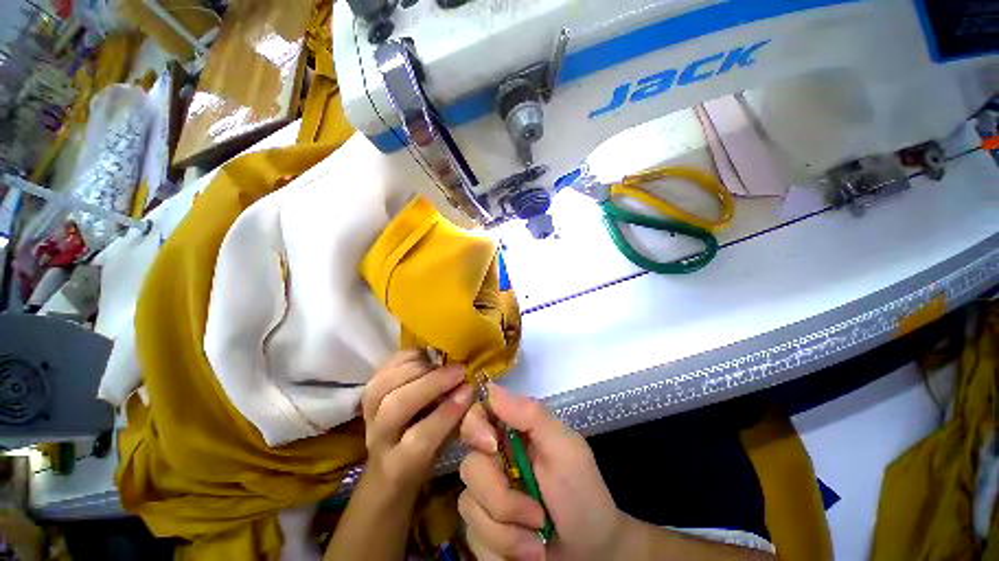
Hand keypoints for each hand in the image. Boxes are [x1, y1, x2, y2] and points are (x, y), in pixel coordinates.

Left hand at [361, 349, 473, 493]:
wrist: (391, 456)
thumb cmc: (427, 455)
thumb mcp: (449, 448)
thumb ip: (464, 427)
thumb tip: (485, 413)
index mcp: (399, 464)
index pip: (419, 440)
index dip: (445, 413)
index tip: (469, 390)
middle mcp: (378, 438)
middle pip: (395, 406)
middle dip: (431, 383)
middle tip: (460, 370)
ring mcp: (367, 413)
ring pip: (383, 385)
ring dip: (418, 367)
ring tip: (442, 361)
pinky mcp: (367, 392)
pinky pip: (382, 368)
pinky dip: (405, 357)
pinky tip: (426, 354)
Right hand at [458, 384, 628, 560]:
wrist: (591, 553)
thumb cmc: (583, 493)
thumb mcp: (565, 448)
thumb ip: (532, 415)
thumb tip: (491, 388)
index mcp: (513, 433)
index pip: (477, 415)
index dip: (475, 427)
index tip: (492, 446)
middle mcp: (495, 459)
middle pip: (470, 466)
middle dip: (501, 498)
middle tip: (536, 514)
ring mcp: (486, 496)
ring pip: (469, 505)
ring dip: (507, 532)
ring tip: (538, 540)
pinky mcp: (482, 530)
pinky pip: (474, 538)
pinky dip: (502, 551)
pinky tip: (528, 553)